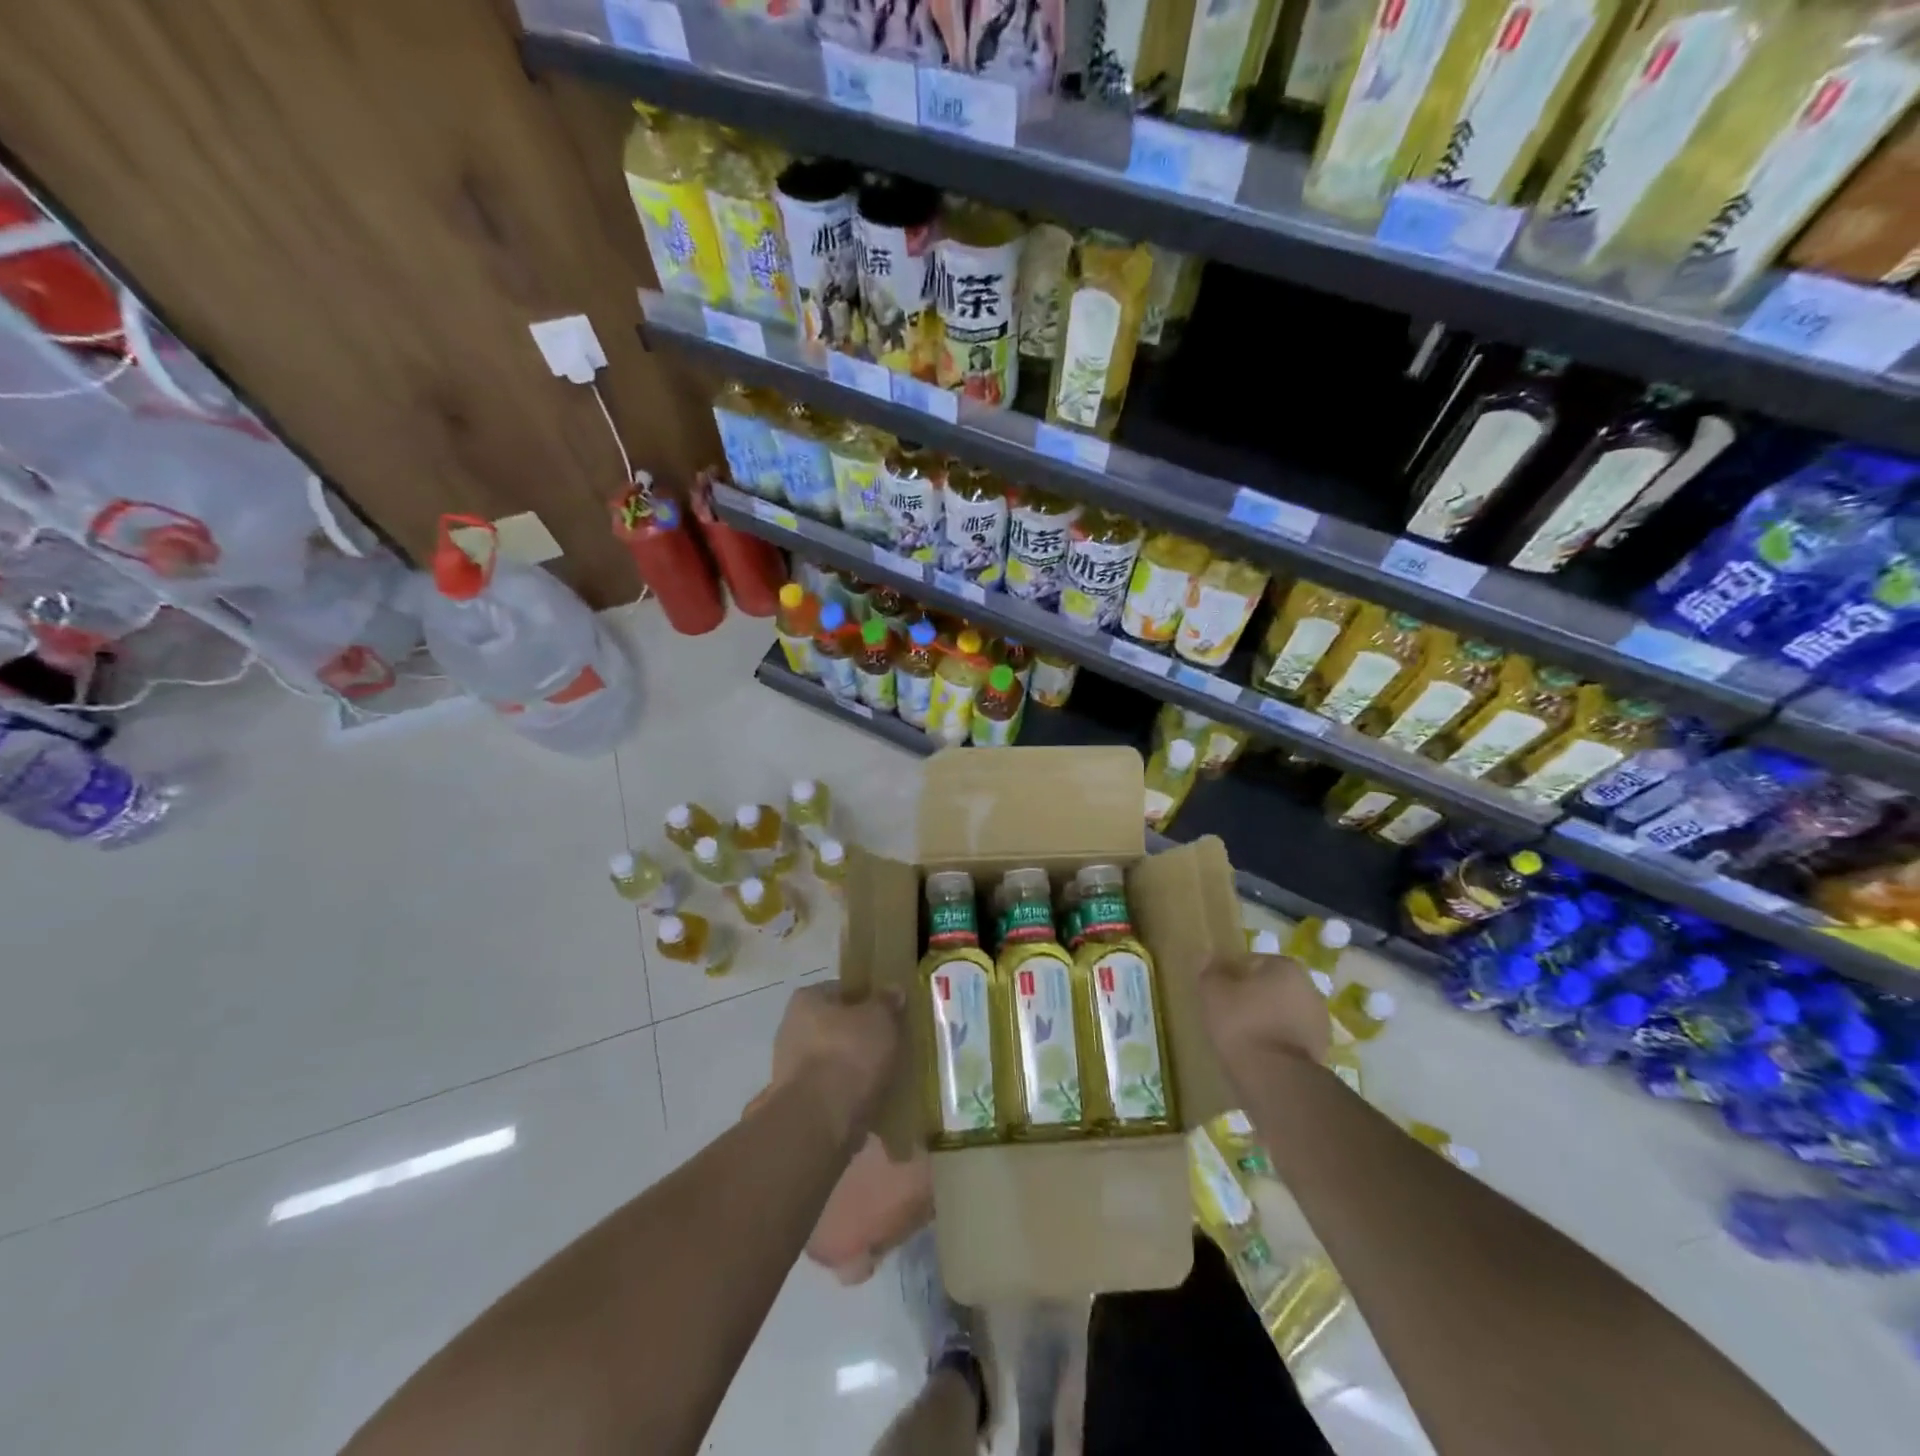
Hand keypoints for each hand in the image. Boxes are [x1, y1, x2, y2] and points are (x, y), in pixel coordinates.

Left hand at [772, 981, 905, 1145]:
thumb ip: (886, 1002)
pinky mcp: (798, 1102)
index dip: (867, 998)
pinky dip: (848, 1093)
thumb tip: (892, 990)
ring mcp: (791, 1068)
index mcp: (807, 1000)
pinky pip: (831, 1089)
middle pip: (836, 1026)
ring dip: (854, 1068)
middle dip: (860, 1035)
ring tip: (886, 1076)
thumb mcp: (879, 1019)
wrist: (819, 1120)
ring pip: (834, 1060)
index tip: (889, 1012)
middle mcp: (791, 1029)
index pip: (841, 989)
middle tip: (890, 1044)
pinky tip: (871, 1100)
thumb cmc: (848, 1054)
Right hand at [1198, 952, 1331, 1078]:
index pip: (1252, 961)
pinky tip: (1259, 1053)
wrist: (1276, 1078)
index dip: (1232, 974)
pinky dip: (1277, 1040)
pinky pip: (1290, 1036)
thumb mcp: (1213, 993)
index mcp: (1286, 967)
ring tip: (1243, 1037)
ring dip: (1267, 1019)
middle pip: (1271, 986)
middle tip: (1228, 1012)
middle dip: (1253, 996)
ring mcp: (1319, 1022)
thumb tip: (1207, 956)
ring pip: (1283, 1012)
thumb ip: (1209, 970)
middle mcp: (1309, 988)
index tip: (1218, 992)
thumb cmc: (1242, 1024)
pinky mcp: (1321, 1050)